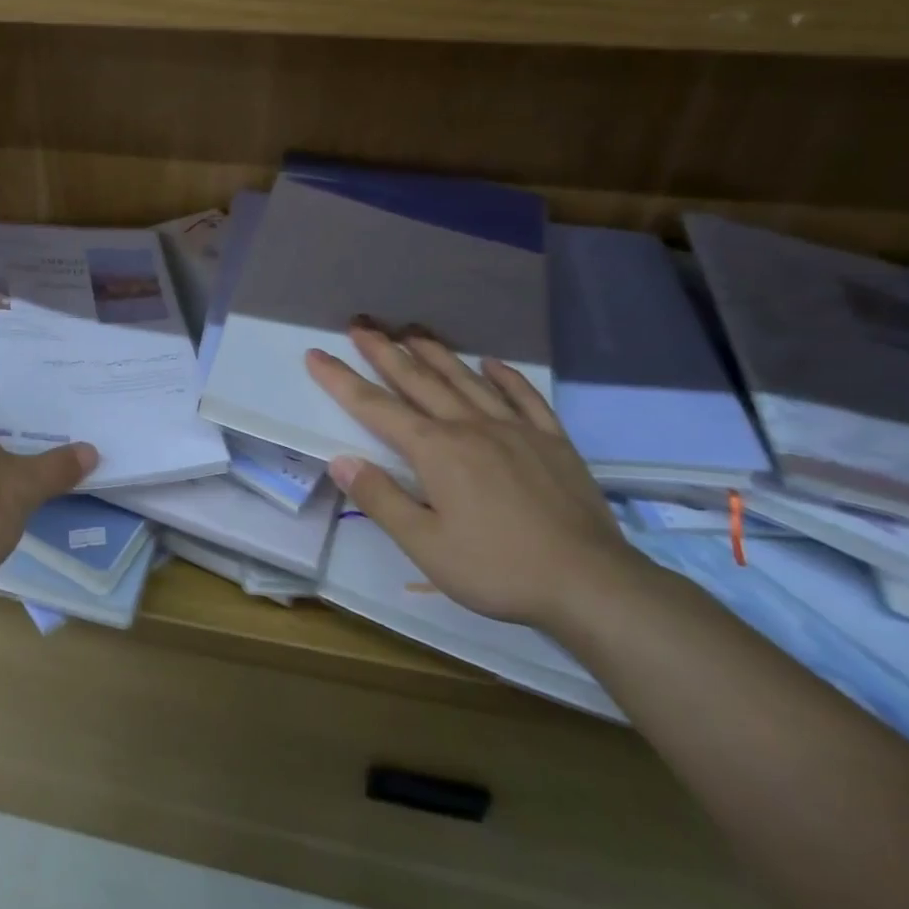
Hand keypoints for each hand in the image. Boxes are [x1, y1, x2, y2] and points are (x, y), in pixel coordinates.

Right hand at [307, 325, 647, 631]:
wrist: (592, 584)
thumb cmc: (498, 568)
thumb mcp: (425, 545)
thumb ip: (381, 499)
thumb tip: (341, 460)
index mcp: (436, 451)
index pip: (376, 408)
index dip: (342, 380)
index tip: (316, 354)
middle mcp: (471, 428)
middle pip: (419, 381)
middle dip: (385, 352)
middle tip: (361, 324)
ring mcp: (516, 430)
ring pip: (466, 380)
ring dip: (436, 353)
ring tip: (413, 330)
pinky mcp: (552, 442)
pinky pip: (524, 398)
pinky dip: (505, 377)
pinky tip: (491, 363)